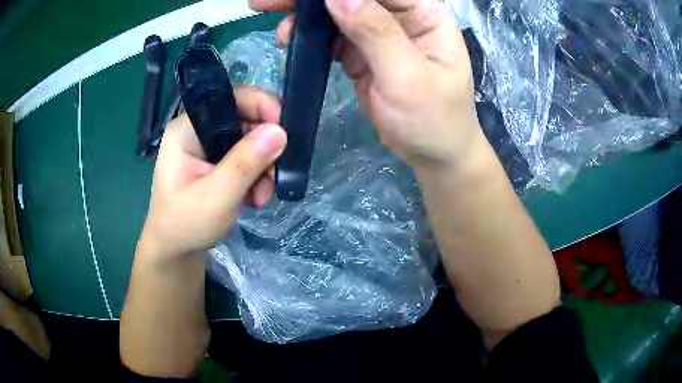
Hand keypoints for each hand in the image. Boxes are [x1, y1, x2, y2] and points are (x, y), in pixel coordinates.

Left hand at [137, 87, 286, 262]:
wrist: (175, 251)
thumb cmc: (186, 224)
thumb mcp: (217, 196)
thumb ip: (245, 163)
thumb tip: (279, 131)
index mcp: (187, 128)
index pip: (230, 98)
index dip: (261, 106)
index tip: (283, 132)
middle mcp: (197, 130)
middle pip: (243, 119)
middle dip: (264, 147)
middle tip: (273, 177)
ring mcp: (206, 147)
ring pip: (248, 140)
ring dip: (262, 166)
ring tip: (261, 196)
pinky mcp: (214, 162)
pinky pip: (245, 156)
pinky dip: (256, 175)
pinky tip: (254, 197)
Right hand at [252, 0, 479, 170]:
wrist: (432, 155)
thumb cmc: (434, 119)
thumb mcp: (408, 76)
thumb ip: (375, 32)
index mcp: (424, 14)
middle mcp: (402, 17)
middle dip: (313, 0)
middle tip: (269, 2)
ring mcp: (380, 35)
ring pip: (339, 14)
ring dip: (307, 18)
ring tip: (282, 31)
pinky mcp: (363, 54)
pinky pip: (333, 38)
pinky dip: (311, 38)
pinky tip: (292, 40)